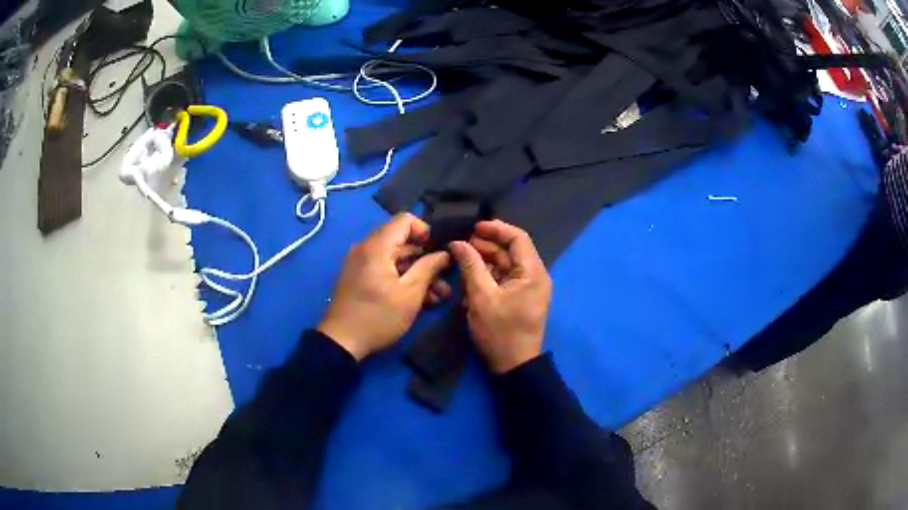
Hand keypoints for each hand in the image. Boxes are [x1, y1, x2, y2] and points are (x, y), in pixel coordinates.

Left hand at [319, 213, 450, 359]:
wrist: (341, 341)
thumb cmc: (378, 317)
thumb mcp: (410, 294)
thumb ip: (428, 268)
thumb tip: (443, 253)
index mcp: (377, 246)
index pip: (405, 219)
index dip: (426, 231)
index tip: (439, 251)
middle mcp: (367, 248)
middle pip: (402, 241)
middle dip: (426, 258)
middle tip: (445, 278)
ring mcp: (362, 263)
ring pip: (396, 258)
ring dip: (417, 272)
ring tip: (438, 295)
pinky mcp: (360, 278)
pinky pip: (385, 269)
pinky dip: (402, 278)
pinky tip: (421, 299)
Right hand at [449, 220, 551, 373]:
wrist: (513, 366)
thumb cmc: (500, 331)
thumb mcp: (481, 297)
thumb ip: (471, 266)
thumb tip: (458, 243)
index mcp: (532, 273)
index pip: (518, 238)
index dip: (496, 229)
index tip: (473, 228)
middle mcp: (534, 276)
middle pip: (511, 251)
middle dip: (486, 246)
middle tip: (461, 245)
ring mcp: (528, 289)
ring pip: (505, 266)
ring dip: (484, 262)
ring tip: (461, 261)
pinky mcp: (520, 299)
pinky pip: (504, 280)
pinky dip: (488, 278)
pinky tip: (469, 281)